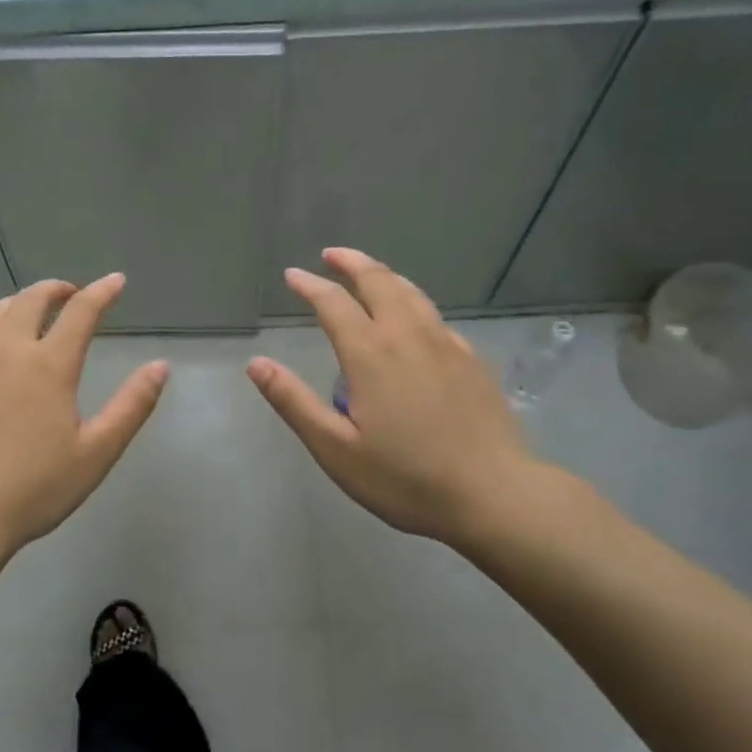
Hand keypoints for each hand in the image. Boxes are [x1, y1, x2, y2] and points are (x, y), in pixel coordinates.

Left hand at [0, 274, 167, 566]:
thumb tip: (160, 366)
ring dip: (15, 305)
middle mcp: (7, 350)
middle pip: (30, 300)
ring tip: (27, 313)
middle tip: (69, 294)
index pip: (81, 311)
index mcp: (50, 364)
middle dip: (55, 289)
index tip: (116, 281)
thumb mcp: (97, 451)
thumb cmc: (36, 488)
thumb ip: (132, 405)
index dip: (102, 292)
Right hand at [247, 248, 548, 547]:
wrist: (494, 494)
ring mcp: (446, 343)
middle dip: (351, 262)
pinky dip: (412, 301)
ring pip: (411, 292)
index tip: (292, 276)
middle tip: (330, 256)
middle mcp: (408, 335)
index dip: (309, 285)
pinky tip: (413, 318)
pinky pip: (434, 315)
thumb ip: (294, 402)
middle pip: (378, 281)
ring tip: (368, 273)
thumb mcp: (336, 449)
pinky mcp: (471, 359)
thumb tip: (256, 364)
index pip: (333, 303)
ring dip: (383, 275)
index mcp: (370, 353)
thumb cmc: (406, 478)